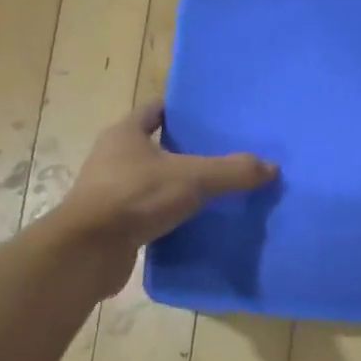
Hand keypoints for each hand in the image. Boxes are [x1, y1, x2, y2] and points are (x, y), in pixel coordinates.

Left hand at [55, 101, 276, 291]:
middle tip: (221, 155)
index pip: (154, 110)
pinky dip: (167, 215)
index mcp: (125, 134)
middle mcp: (113, 157)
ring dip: (175, 185)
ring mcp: (110, 191)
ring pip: (150, 181)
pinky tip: (193, 223)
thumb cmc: (136, 197)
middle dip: (183, 151)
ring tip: (213, 191)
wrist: (88, 250)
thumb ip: (233, 171)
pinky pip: (147, 212)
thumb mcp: (193, 179)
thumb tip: (272, 167)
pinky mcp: (112, 223)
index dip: (179, 111)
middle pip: (153, 146)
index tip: (209, 118)